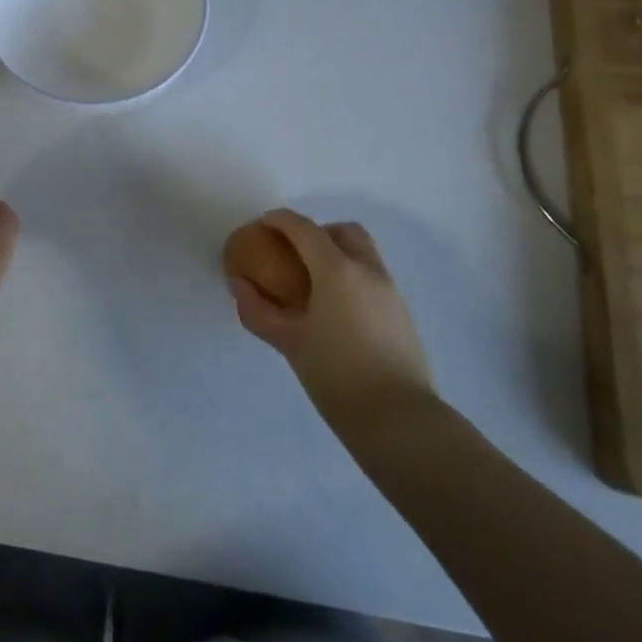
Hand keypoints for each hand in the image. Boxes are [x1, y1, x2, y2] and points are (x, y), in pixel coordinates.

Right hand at [229, 209, 432, 425]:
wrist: (399, 421)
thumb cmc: (337, 376)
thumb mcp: (289, 343)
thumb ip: (258, 310)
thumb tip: (239, 285)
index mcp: (337, 270)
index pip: (305, 229)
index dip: (280, 220)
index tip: (262, 225)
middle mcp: (368, 271)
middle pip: (343, 231)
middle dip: (317, 232)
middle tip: (295, 254)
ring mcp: (390, 291)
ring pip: (363, 253)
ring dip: (338, 254)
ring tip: (314, 285)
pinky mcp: (402, 314)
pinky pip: (373, 278)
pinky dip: (352, 277)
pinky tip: (336, 310)